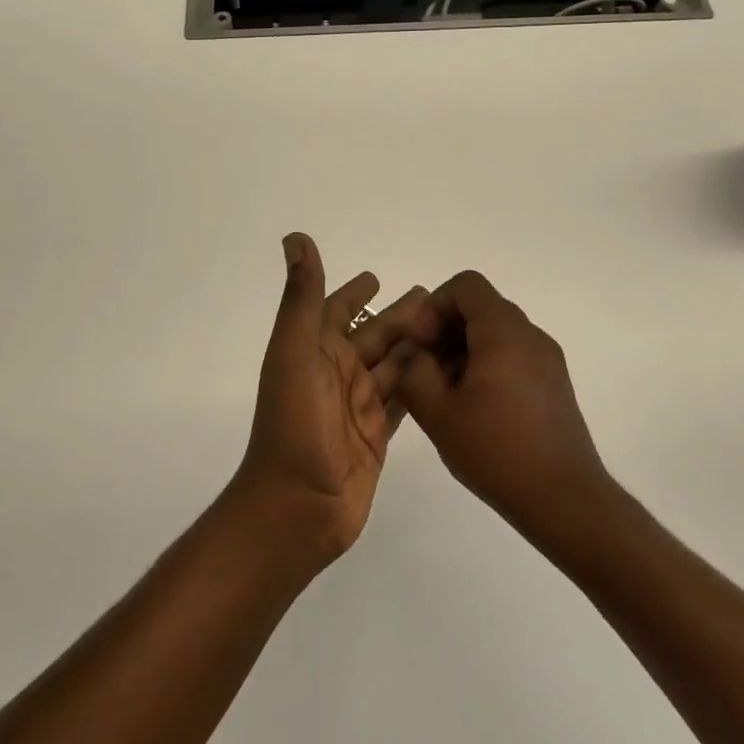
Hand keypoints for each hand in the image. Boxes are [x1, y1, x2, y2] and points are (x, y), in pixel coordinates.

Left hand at [233, 233, 428, 564]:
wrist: (298, 506)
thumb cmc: (294, 423)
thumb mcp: (294, 351)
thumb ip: (301, 297)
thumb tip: (295, 237)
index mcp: (312, 351)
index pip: (334, 310)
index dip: (352, 293)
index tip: (375, 276)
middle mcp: (334, 374)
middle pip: (373, 335)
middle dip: (399, 315)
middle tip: (436, 297)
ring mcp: (356, 406)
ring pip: (393, 365)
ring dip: (415, 345)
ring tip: (450, 328)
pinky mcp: (377, 435)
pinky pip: (403, 399)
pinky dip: (421, 382)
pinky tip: (445, 370)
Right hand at [395, 270, 612, 541]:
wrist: (564, 498)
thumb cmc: (497, 450)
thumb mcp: (438, 412)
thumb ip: (414, 372)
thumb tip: (416, 354)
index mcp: (503, 331)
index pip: (466, 286)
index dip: (434, 306)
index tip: (421, 344)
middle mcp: (530, 334)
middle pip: (481, 307)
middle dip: (445, 329)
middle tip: (425, 370)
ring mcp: (547, 359)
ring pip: (496, 332)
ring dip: (464, 349)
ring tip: (446, 393)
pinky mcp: (554, 383)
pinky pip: (513, 354)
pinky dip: (486, 364)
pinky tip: (474, 408)